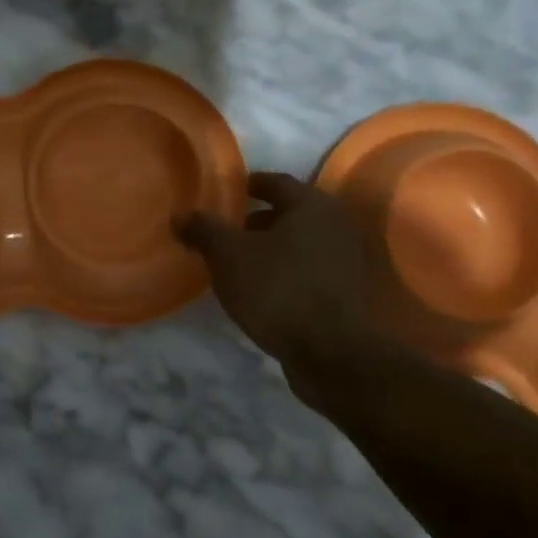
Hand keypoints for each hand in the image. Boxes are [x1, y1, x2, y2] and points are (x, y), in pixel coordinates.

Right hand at [177, 171, 367, 365]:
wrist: (339, 356)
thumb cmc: (281, 291)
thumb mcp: (229, 257)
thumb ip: (204, 231)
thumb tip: (180, 214)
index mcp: (313, 206)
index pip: (277, 182)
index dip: (250, 185)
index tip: (230, 194)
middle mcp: (340, 226)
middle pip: (295, 214)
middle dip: (263, 221)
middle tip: (232, 234)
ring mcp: (354, 263)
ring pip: (307, 246)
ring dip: (279, 251)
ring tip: (246, 267)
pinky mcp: (356, 296)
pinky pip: (317, 274)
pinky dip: (294, 275)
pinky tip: (271, 294)